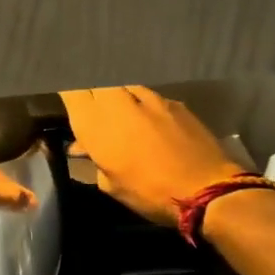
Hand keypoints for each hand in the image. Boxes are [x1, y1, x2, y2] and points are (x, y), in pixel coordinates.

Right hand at [62, 86, 245, 228]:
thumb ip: (94, 160)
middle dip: (91, 92)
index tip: (68, 105)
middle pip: (96, 82)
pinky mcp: (173, 101)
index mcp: (95, 122)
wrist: (206, 189)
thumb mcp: (111, 185)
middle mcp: (117, 101)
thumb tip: (84, 147)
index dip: (68, 94)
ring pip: (122, 86)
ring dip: (117, 98)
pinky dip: (142, 105)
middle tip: (93, 111)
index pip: (71, 90)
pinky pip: (148, 96)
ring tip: (121, 116)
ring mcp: (148, 97)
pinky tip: (149, 122)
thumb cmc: (148, 192)